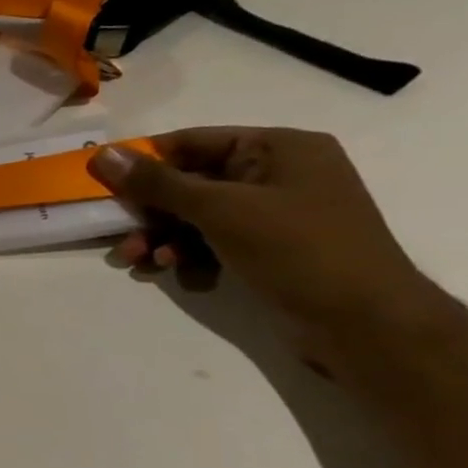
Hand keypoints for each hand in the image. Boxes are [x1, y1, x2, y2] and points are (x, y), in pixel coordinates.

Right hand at [90, 127, 432, 356]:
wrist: (366, 324)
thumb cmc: (298, 250)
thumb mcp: (220, 210)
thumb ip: (157, 183)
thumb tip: (103, 155)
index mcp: (279, 148)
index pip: (191, 142)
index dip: (143, 163)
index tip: (101, 186)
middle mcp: (277, 174)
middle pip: (188, 182)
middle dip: (150, 213)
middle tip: (120, 236)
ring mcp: (274, 213)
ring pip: (195, 216)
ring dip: (162, 239)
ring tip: (140, 263)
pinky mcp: (269, 247)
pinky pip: (213, 241)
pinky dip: (189, 256)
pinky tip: (180, 275)